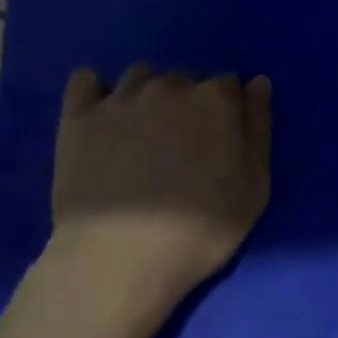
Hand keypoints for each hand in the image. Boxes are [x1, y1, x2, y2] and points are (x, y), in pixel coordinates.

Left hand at [50, 64, 271, 306]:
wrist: (118, 261)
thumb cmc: (199, 230)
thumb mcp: (254, 188)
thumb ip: (259, 128)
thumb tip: (257, 82)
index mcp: (215, 99)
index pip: (228, 83)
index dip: (227, 111)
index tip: (220, 141)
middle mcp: (169, 86)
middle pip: (185, 80)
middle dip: (187, 103)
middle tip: (181, 146)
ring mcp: (120, 99)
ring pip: (140, 76)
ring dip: (147, 96)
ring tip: (142, 134)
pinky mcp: (78, 117)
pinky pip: (85, 81)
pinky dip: (95, 90)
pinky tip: (101, 115)